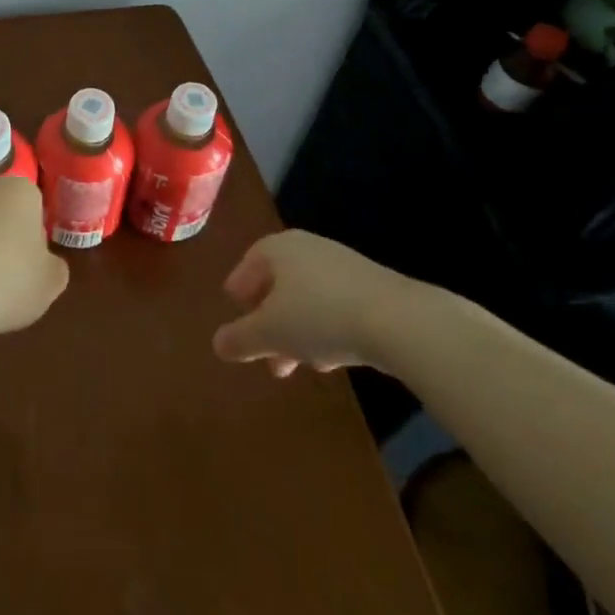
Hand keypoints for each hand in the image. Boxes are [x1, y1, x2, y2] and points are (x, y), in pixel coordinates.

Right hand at [212, 230, 414, 377]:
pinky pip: (335, 306)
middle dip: (269, 321)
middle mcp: (307, 248)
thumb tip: (217, 344)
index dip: (239, 290)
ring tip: (297, 366)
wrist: (397, 320)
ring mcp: (341, 265)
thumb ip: (240, 339)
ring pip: (308, 299)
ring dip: (298, 331)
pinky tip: (331, 359)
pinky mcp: (371, 287)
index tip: (235, 314)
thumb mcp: (269, 333)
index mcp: (277, 248)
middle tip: (264, 353)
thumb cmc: (318, 316)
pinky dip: (326, 329)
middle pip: (279, 284)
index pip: (248, 265)